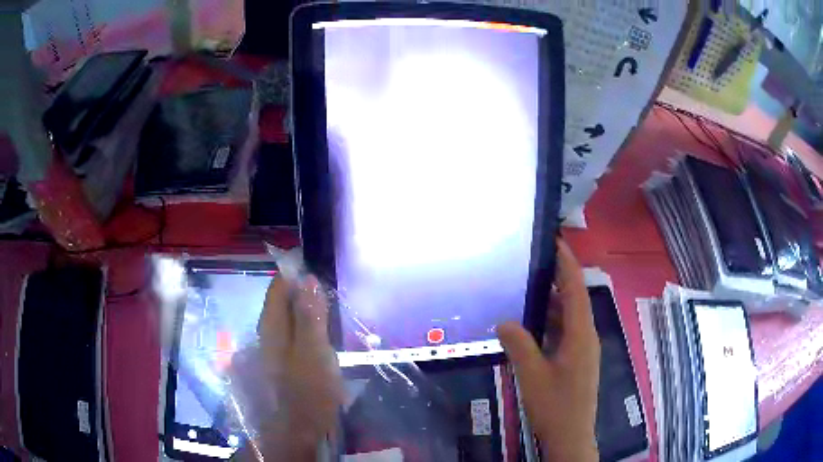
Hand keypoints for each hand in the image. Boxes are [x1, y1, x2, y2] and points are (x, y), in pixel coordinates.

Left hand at [231, 275, 342, 460]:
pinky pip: (294, 336)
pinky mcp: (283, 364)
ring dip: (307, 310)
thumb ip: (309, 315)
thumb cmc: (306, 390)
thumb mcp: (313, 351)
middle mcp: (267, 333)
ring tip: (330, 308)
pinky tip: (323, 336)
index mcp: (271, 326)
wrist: (295, 431)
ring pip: (289, 319)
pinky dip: (308, 329)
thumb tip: (307, 278)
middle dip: (303, 290)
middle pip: (283, 301)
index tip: (316, 262)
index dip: (294, 271)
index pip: (278, 286)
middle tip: (330, 287)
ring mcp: (274, 350)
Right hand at [497, 240, 599, 461]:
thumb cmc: (555, 406)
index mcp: (581, 334)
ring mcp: (582, 349)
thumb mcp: (532, 375)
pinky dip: (549, 322)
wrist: (571, 436)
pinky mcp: (576, 360)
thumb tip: (504, 321)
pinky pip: (564, 332)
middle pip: (574, 299)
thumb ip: (519, 345)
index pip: (576, 289)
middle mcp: (586, 336)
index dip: (567, 263)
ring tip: (527, 287)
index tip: (554, 241)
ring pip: (568, 317)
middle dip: (557, 278)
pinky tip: (530, 324)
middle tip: (532, 260)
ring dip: (551, 302)